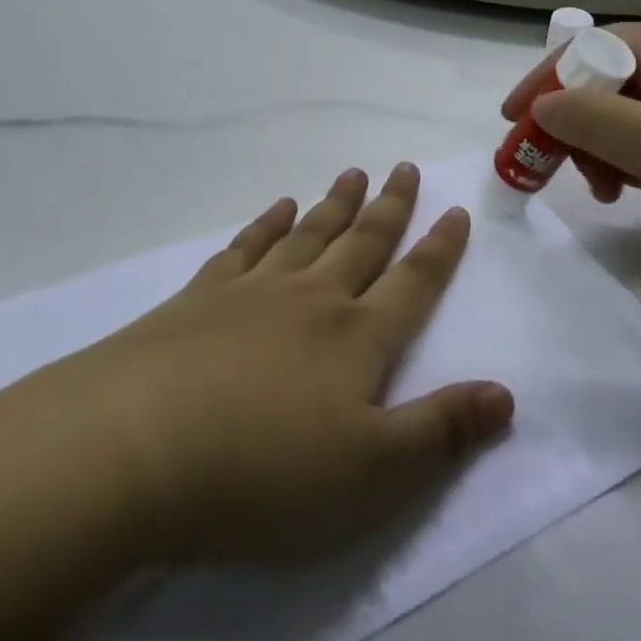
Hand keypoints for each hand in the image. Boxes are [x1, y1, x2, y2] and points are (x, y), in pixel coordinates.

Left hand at [17, 164, 512, 565]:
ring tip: (353, 174)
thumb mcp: (372, 474)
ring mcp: (253, 291)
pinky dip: (268, 223)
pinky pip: (246, 246)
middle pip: (362, 242)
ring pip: (308, 234)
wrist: (133, 446)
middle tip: (404, 167)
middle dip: (390, 206)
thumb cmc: (263, 471)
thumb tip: (506, 393)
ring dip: (335, 204)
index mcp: (357, 338)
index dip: (439, 248)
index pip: (413, 282)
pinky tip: (279, 208)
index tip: (455, 209)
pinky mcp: (200, 297)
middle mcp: (312, 299)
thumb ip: (441, 431)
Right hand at [501, 21, 640, 282]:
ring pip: (634, 112)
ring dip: (605, 146)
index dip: (547, 80)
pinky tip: (635, 188)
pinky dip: (636, 159)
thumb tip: (542, 104)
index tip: (513, 122)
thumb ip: (594, 120)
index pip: (595, 47)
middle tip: (556, 167)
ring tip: (604, 190)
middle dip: (577, 122)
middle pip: (612, 79)